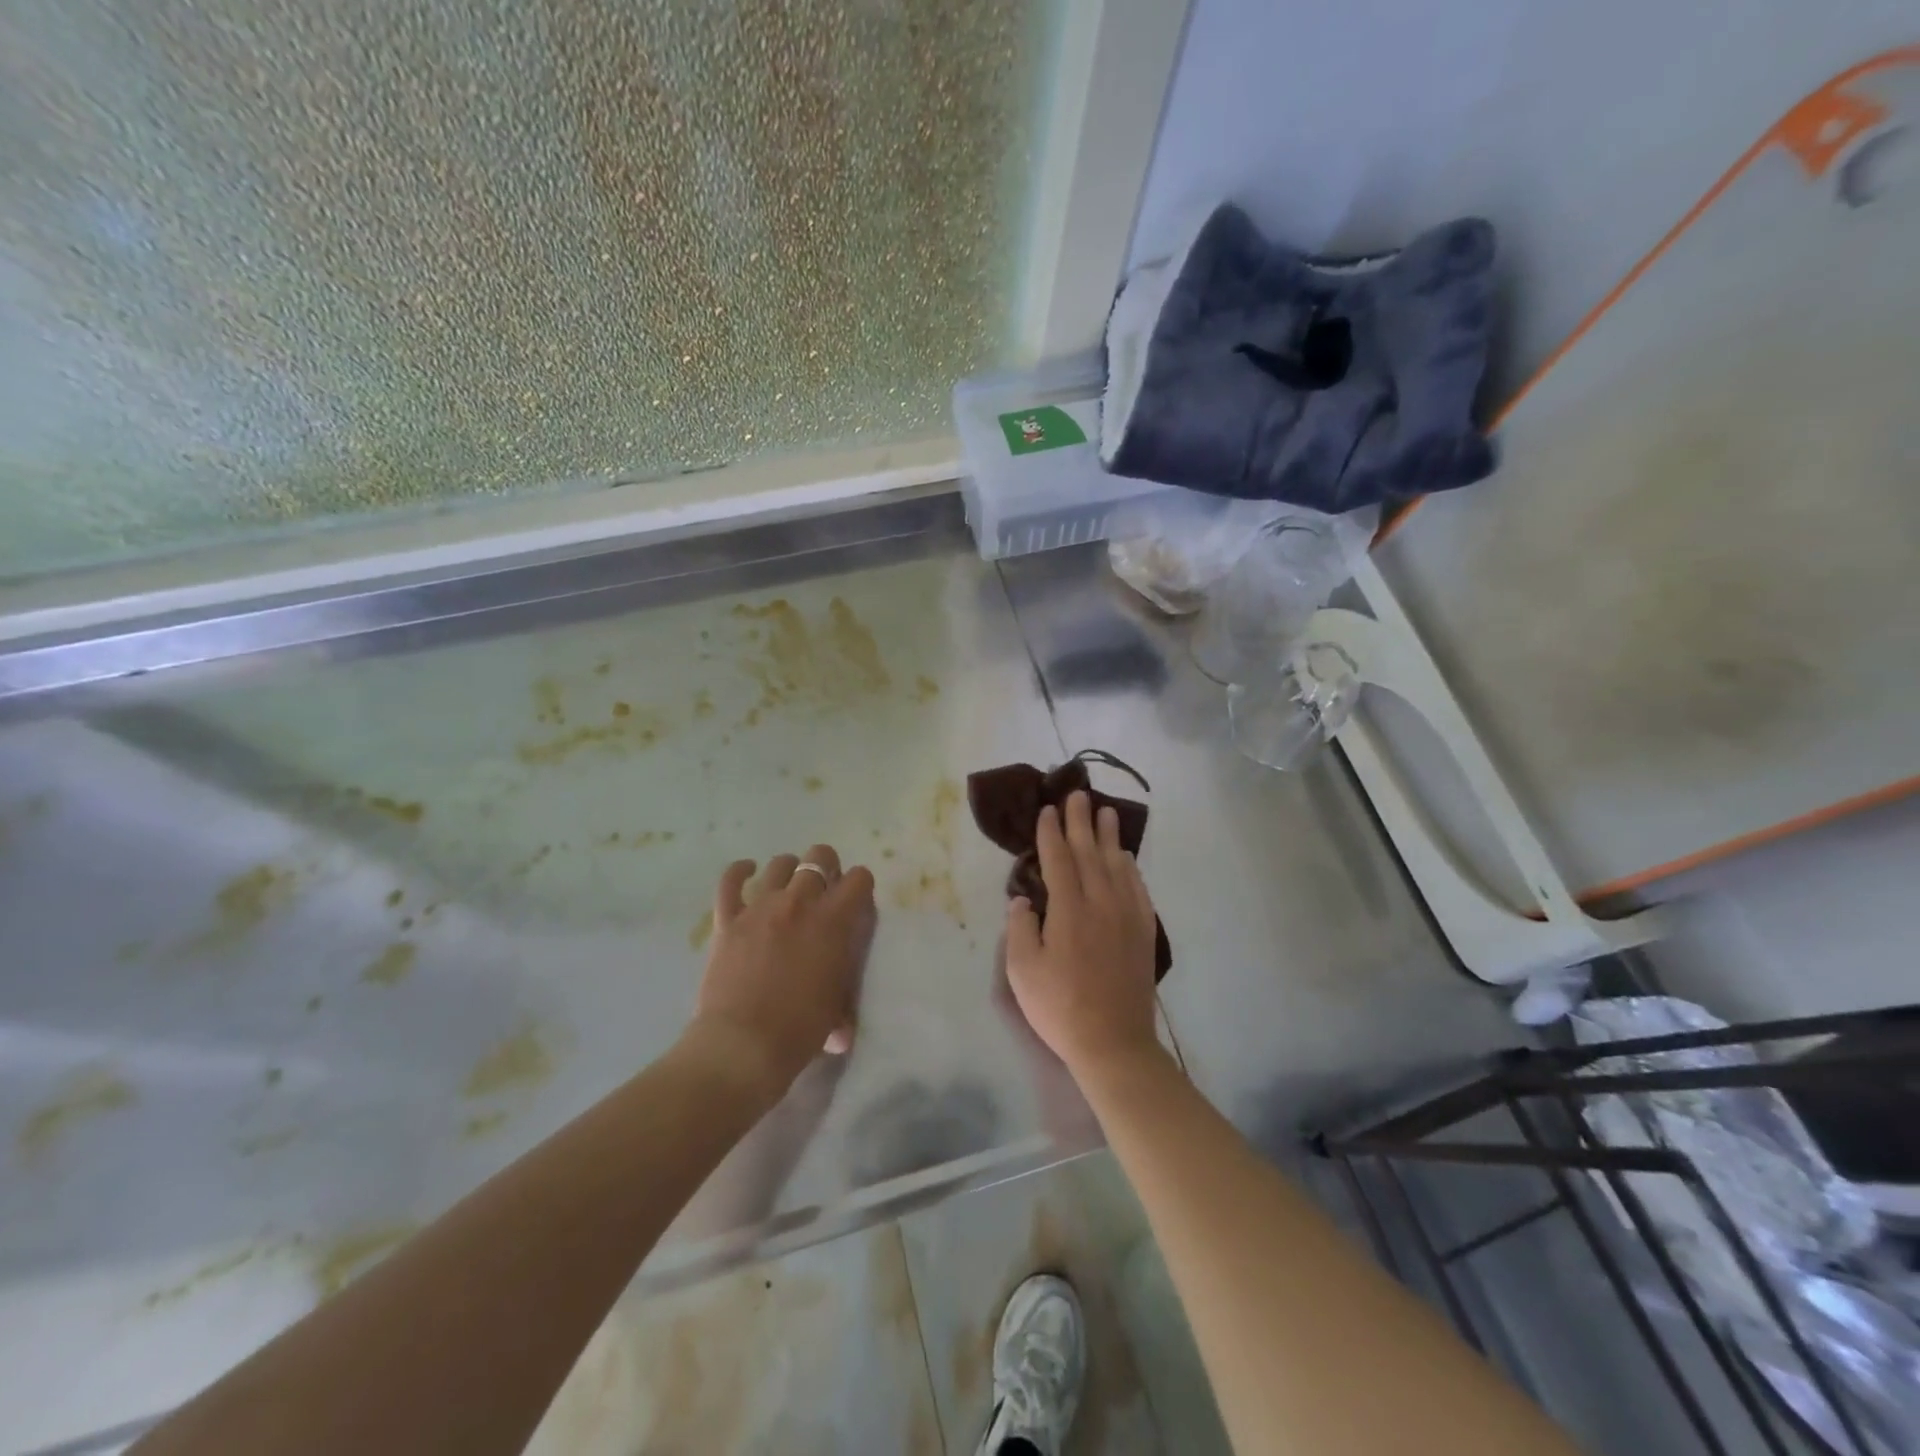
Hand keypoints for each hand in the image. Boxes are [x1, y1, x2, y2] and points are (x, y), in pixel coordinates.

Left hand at [689, 844, 875, 1103]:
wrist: (744, 1045)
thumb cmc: (800, 1029)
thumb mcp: (839, 1003)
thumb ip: (843, 983)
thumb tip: (842, 1008)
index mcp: (834, 921)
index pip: (859, 879)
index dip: (860, 886)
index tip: (856, 902)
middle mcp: (800, 903)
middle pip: (819, 857)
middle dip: (826, 868)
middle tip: (824, 891)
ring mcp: (760, 907)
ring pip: (780, 865)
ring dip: (790, 871)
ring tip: (790, 887)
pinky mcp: (728, 919)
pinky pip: (730, 881)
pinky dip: (740, 872)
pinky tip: (747, 871)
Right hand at [1004, 791, 1161, 1080]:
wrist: (1114, 1042)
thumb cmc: (1060, 1007)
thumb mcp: (1022, 971)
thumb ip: (1020, 928)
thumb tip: (1023, 899)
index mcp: (1068, 910)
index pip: (1059, 860)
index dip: (1051, 833)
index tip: (1048, 810)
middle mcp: (1100, 904)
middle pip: (1090, 853)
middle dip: (1081, 822)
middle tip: (1078, 794)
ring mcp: (1126, 917)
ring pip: (1117, 866)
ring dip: (1109, 837)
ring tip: (1105, 812)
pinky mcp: (1142, 933)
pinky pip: (1138, 889)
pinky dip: (1131, 868)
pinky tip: (1127, 859)